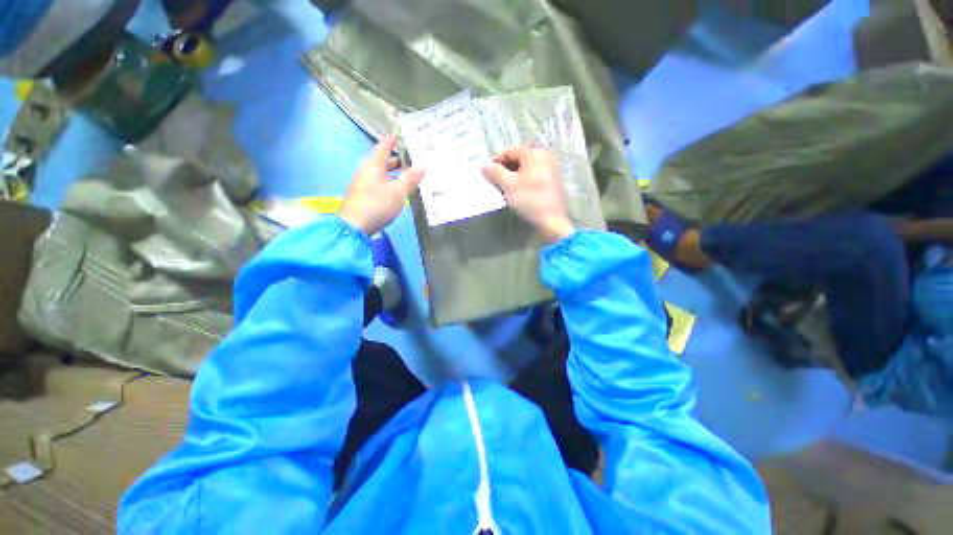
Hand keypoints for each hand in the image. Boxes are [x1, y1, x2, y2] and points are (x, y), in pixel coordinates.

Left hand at [341, 134, 424, 234]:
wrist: (354, 226)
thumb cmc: (377, 204)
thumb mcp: (398, 192)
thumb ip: (410, 178)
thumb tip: (422, 166)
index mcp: (373, 165)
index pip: (383, 147)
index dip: (392, 140)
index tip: (401, 134)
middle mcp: (366, 171)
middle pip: (383, 161)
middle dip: (398, 159)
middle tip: (413, 159)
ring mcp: (363, 183)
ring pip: (382, 173)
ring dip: (395, 173)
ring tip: (410, 176)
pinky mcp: (364, 195)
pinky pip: (380, 183)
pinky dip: (390, 182)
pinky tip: (399, 190)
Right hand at [481, 146, 573, 242]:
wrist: (552, 221)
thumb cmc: (530, 199)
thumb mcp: (509, 185)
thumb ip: (495, 173)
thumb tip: (483, 165)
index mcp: (534, 153)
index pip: (510, 152)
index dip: (496, 162)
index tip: (487, 174)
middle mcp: (545, 156)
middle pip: (519, 158)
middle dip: (505, 169)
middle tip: (495, 182)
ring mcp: (552, 168)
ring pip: (527, 168)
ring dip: (514, 176)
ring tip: (505, 188)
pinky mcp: (555, 181)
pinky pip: (535, 175)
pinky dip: (525, 181)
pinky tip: (519, 192)